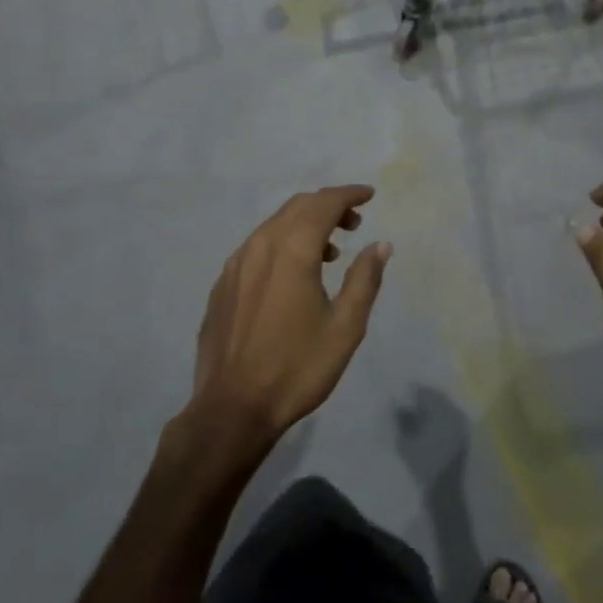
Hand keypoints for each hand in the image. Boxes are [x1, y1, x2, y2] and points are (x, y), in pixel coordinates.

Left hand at [182, 185, 391, 459]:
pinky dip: (282, 243)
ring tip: (329, 252)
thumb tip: (380, 244)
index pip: (324, 203)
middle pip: (297, 207)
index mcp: (292, 250)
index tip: (369, 196)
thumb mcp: (345, 327)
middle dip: (328, 206)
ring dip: (305, 225)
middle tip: (354, 224)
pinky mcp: (222, 284)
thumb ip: (364, 279)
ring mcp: (236, 264)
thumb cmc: (297, 368)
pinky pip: (257, 246)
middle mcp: (260, 245)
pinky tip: (292, 274)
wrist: (232, 408)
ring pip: (274, 225)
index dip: (349, 195)